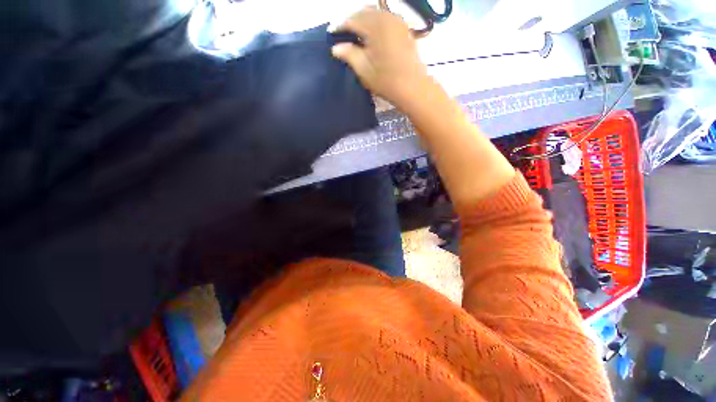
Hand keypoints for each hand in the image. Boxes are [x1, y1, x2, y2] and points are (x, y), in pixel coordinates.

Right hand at [330, 7, 429, 108]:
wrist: (412, 87)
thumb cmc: (386, 80)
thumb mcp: (364, 69)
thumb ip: (349, 55)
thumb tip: (336, 47)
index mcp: (374, 26)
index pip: (352, 20)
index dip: (340, 26)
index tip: (331, 33)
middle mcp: (386, 18)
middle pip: (364, 13)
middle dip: (352, 20)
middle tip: (343, 32)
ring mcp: (398, 22)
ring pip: (376, 14)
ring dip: (364, 20)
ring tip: (356, 32)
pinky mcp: (405, 30)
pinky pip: (387, 19)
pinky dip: (376, 23)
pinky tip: (373, 33)